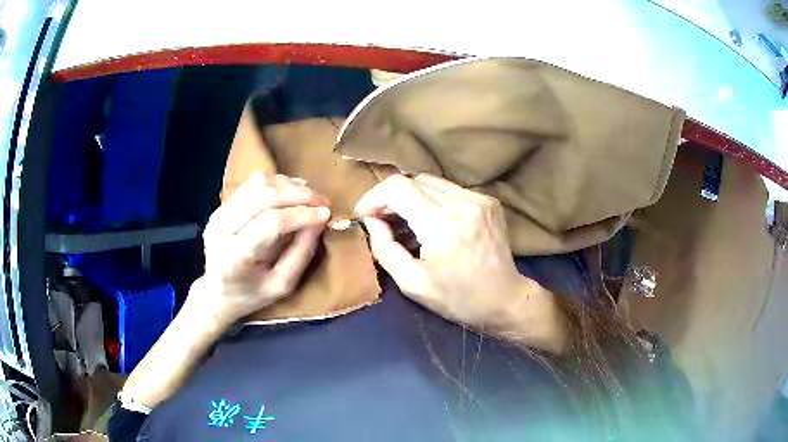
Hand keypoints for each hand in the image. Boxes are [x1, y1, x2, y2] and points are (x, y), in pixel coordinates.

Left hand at [193, 173, 330, 325]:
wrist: (216, 292)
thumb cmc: (252, 294)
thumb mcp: (282, 285)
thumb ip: (301, 253)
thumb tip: (320, 220)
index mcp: (235, 257)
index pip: (271, 223)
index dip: (301, 214)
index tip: (326, 214)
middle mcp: (221, 229)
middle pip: (264, 197)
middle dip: (298, 194)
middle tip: (323, 201)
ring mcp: (218, 214)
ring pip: (258, 184)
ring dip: (289, 185)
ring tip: (310, 195)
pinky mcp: (221, 205)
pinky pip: (252, 184)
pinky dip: (277, 183)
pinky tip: (293, 190)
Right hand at [356, 174, 564, 352]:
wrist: (505, 300)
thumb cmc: (457, 298)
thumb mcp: (412, 283)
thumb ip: (385, 249)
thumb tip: (372, 220)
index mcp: (442, 225)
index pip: (397, 187)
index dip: (374, 196)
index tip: (365, 215)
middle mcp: (463, 203)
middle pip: (413, 180)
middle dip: (390, 197)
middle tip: (382, 221)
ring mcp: (479, 199)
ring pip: (431, 182)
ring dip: (411, 197)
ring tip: (405, 221)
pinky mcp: (488, 201)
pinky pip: (449, 190)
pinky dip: (432, 200)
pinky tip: (431, 221)